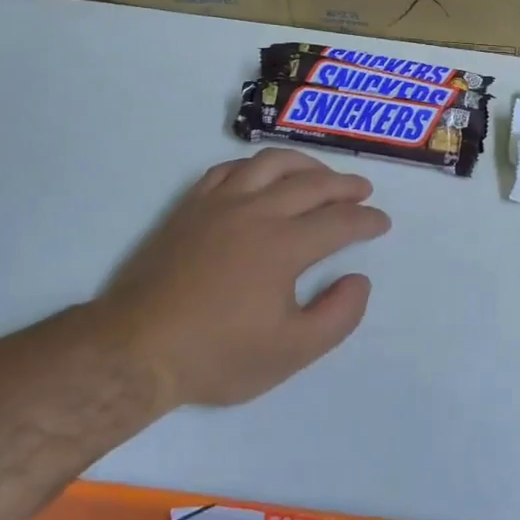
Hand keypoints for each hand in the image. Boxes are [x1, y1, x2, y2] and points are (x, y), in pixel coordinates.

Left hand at [99, 148, 390, 408]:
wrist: (137, 349)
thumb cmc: (218, 355)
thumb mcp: (291, 352)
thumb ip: (337, 315)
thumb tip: (359, 279)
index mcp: (284, 245)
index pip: (339, 221)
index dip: (367, 220)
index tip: (382, 223)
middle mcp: (256, 211)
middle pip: (312, 184)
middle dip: (345, 185)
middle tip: (363, 190)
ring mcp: (219, 203)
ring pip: (271, 164)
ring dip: (304, 164)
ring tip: (321, 173)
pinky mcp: (191, 206)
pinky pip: (229, 169)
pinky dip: (255, 166)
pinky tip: (263, 176)